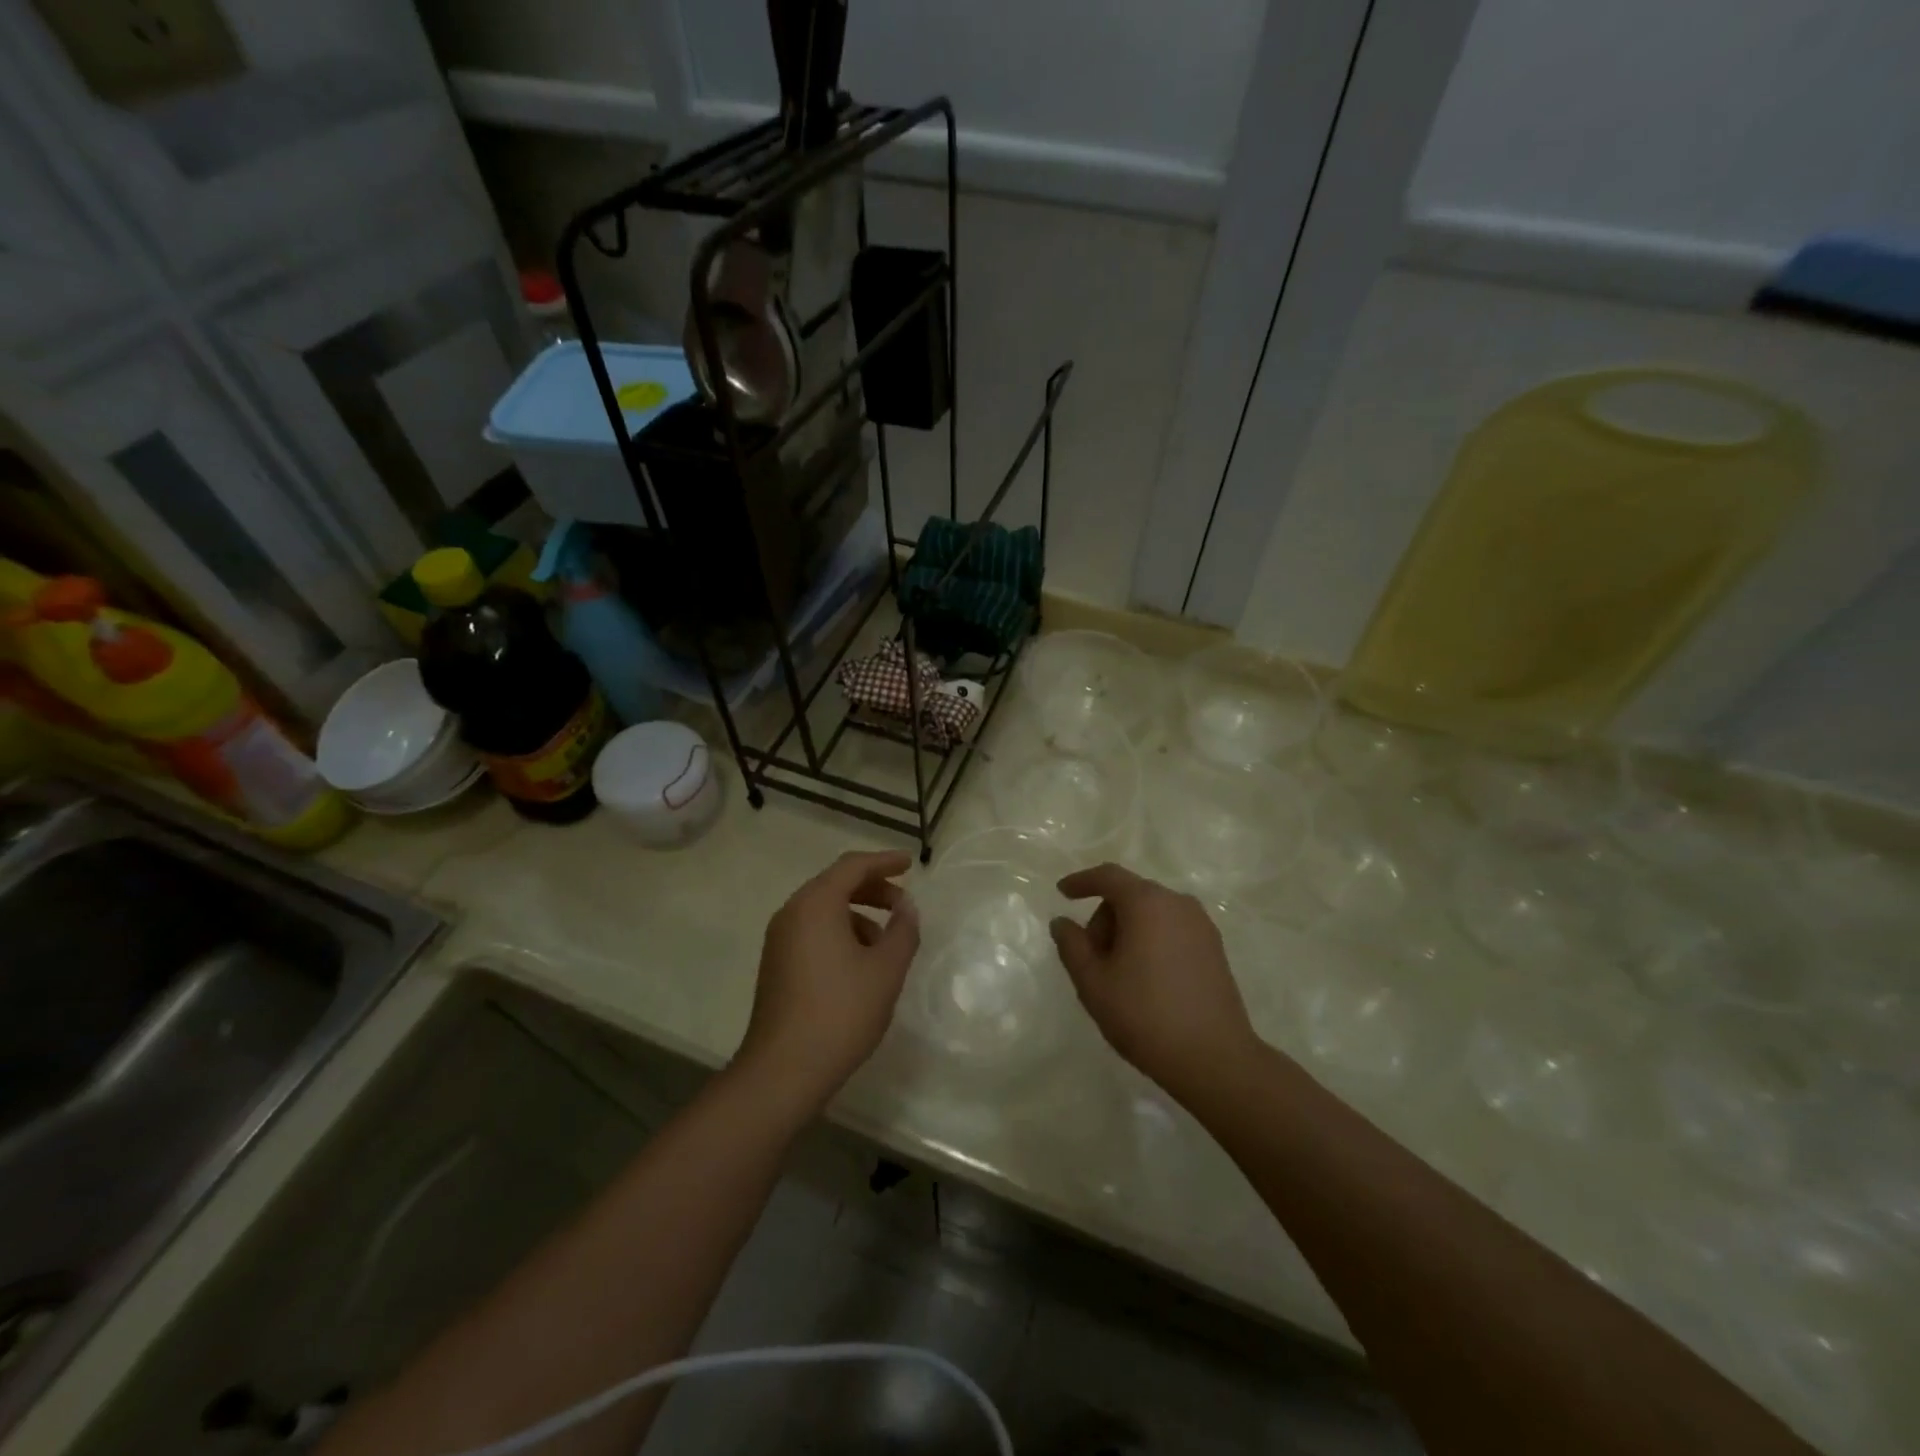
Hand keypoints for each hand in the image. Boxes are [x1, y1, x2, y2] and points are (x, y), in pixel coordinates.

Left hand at [735, 849, 920, 1110]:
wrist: (783, 1070)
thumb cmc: (841, 1012)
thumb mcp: (886, 970)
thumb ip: (903, 930)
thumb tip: (907, 906)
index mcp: (816, 904)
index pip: (853, 866)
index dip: (884, 861)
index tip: (910, 864)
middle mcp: (792, 912)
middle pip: (836, 884)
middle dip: (873, 888)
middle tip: (903, 904)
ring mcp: (780, 938)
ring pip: (824, 909)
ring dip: (858, 914)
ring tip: (887, 941)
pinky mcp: (776, 963)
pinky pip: (813, 930)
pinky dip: (840, 932)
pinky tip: (861, 963)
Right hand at [1049, 863, 1259, 1101]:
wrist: (1214, 1059)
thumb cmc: (1145, 1015)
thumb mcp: (1093, 983)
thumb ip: (1072, 945)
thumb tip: (1062, 923)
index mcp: (1147, 903)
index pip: (1108, 877)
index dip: (1082, 881)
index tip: (1062, 893)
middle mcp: (1178, 904)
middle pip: (1130, 895)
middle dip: (1104, 919)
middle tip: (1091, 959)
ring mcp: (1202, 926)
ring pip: (1152, 914)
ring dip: (1128, 932)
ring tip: (1118, 975)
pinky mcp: (1215, 949)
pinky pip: (1172, 930)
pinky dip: (1151, 941)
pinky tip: (1145, 980)